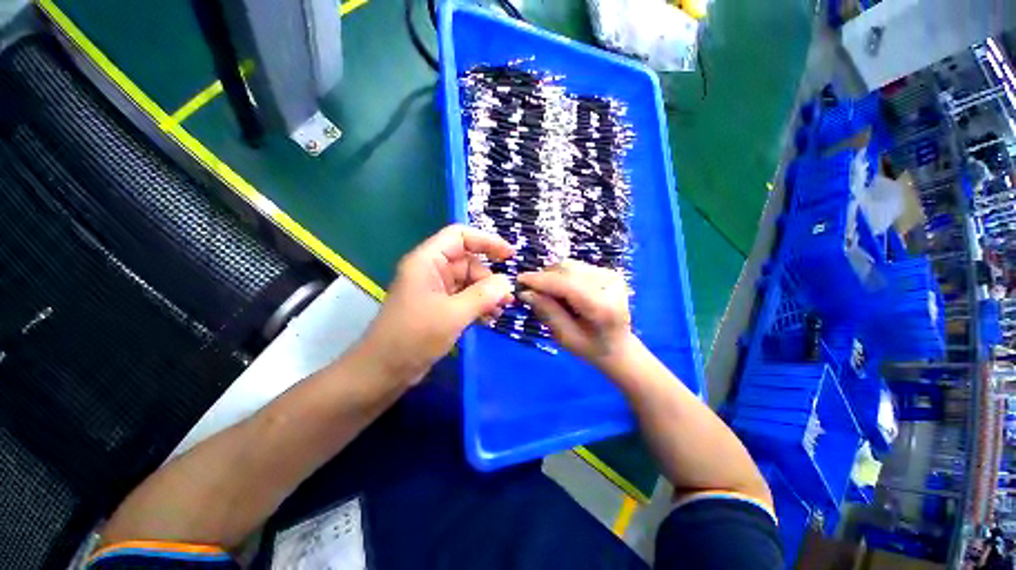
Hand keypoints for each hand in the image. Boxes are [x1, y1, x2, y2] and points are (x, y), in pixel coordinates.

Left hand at [361, 225, 514, 384]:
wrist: (384, 371)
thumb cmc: (414, 337)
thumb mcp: (453, 314)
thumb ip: (483, 295)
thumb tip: (507, 282)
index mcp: (428, 261)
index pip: (460, 236)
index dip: (486, 241)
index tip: (510, 255)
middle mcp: (432, 271)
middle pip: (468, 262)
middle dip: (490, 278)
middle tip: (507, 298)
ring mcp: (436, 289)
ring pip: (469, 282)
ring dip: (487, 294)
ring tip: (501, 310)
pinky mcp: (440, 307)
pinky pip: (465, 298)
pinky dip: (479, 305)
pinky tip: (489, 319)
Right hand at [517, 260, 637, 371]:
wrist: (619, 347)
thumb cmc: (591, 348)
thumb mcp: (565, 337)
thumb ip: (547, 312)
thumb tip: (525, 292)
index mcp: (603, 308)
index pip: (567, 285)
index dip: (541, 281)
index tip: (519, 280)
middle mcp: (610, 285)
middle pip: (568, 270)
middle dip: (544, 277)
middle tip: (529, 290)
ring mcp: (610, 275)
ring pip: (570, 265)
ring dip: (552, 275)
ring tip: (546, 292)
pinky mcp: (607, 271)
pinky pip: (575, 267)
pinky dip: (561, 275)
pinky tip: (560, 289)